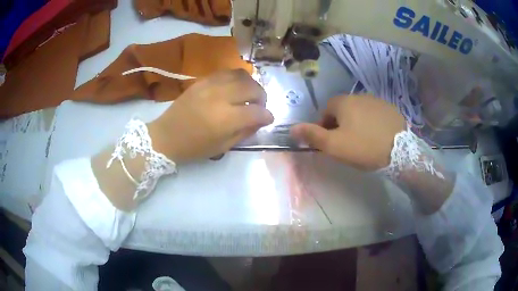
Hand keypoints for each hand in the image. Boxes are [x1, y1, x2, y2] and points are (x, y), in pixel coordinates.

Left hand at [148, 69, 273, 162]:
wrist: (166, 136)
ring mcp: (210, 85)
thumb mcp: (223, 147)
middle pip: (252, 88)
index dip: (267, 115)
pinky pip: (226, 72)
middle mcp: (220, 97)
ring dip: (250, 84)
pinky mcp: (202, 81)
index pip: (256, 112)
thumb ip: (245, 132)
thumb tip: (260, 120)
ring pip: (240, 75)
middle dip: (262, 96)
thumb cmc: (194, 147)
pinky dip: (236, 78)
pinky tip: (235, 87)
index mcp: (226, 119)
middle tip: (260, 105)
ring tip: (249, 93)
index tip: (268, 118)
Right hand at [290, 95, 405, 170]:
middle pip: (343, 110)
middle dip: (340, 124)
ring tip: (362, 141)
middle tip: (345, 143)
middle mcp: (359, 96)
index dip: (324, 126)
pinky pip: (374, 114)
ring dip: (356, 123)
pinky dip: (371, 123)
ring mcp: (377, 101)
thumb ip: (312, 135)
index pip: (326, 110)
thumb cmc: (363, 147)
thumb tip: (292, 128)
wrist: (400, 151)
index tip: (329, 142)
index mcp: (344, 102)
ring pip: (359, 111)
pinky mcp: (390, 109)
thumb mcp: (334, 145)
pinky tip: (376, 136)